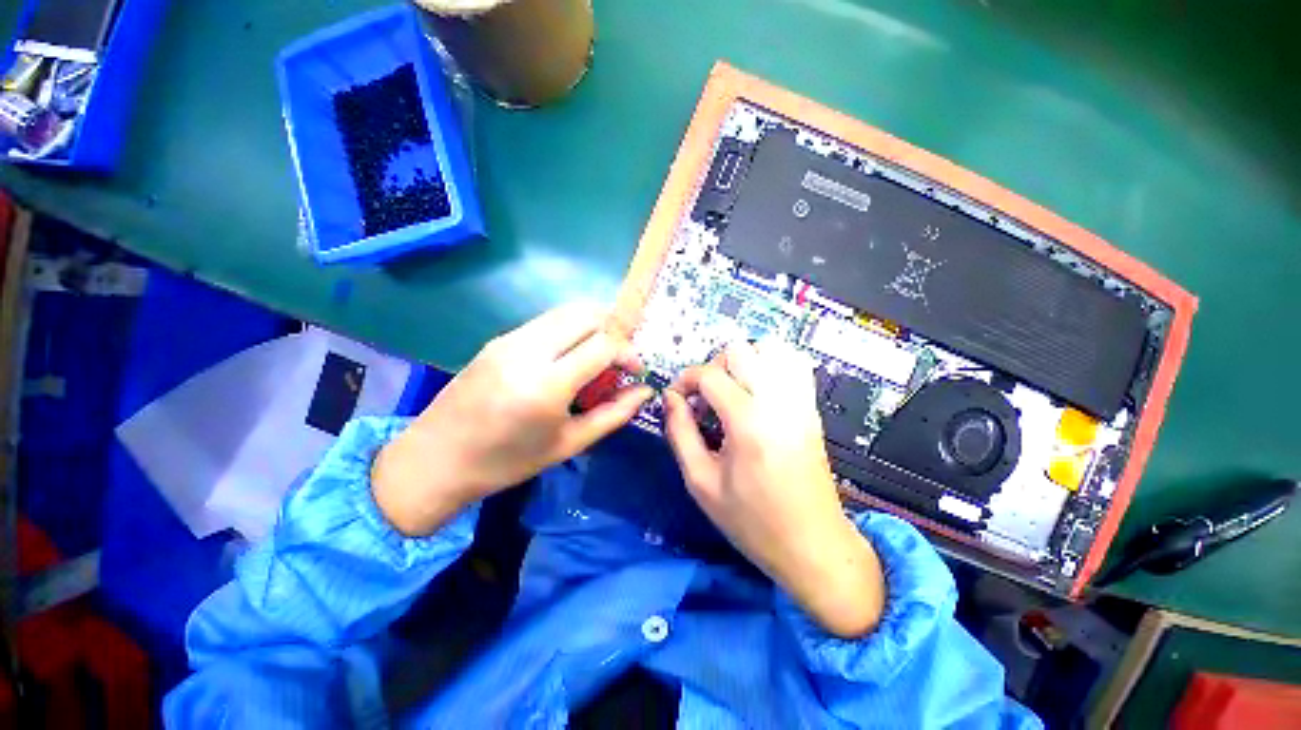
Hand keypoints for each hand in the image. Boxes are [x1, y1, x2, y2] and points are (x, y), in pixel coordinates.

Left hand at [373, 304, 651, 536]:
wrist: (435, 460)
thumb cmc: (507, 462)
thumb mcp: (569, 444)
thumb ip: (614, 414)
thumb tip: (645, 391)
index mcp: (547, 385)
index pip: (603, 345)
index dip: (628, 353)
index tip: (635, 371)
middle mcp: (528, 351)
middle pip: (586, 314)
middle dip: (614, 329)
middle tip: (620, 357)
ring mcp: (509, 340)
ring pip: (566, 311)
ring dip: (592, 325)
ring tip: (599, 354)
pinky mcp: (499, 339)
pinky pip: (546, 321)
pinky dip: (569, 329)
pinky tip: (569, 356)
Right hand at [663, 341, 884, 637]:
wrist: (813, 546)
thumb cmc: (752, 521)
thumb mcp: (701, 482)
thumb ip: (680, 433)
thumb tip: (670, 398)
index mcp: (747, 422)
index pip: (709, 374)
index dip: (685, 380)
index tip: (677, 399)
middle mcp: (777, 401)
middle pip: (740, 350)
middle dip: (713, 367)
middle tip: (705, 398)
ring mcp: (800, 401)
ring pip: (770, 348)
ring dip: (743, 361)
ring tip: (732, 391)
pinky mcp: (811, 408)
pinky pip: (794, 364)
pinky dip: (771, 364)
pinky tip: (758, 391)